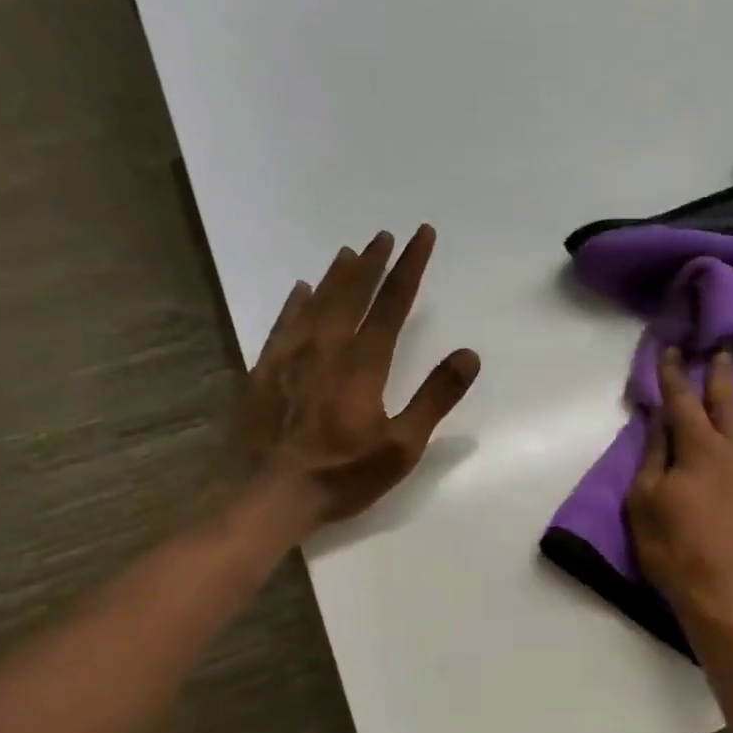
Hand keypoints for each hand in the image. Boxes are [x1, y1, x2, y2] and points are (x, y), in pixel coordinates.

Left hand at [241, 226, 479, 529]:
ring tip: (350, 251)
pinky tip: (300, 289)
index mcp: (363, 365)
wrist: (268, 497)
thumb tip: (468, 354)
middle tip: (385, 235)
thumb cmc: (342, 475)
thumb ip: (435, 398)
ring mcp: (289, 358)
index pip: (392, 304)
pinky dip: (295, 303)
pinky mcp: (263, 372)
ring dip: (337, 276)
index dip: (410, 268)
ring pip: (316, 303)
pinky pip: (282, 324)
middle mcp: (326, 349)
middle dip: (373, 262)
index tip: (421, 236)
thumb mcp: (402, 446)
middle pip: (352, 294)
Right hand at [626, 347, 732, 644]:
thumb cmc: (679, 554)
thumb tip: (658, 419)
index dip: (674, 374)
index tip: (673, 349)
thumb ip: (653, 458)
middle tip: (727, 348)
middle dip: (724, 373)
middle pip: (729, 403)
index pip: (682, 402)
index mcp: (697, 450)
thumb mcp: (645, 506)